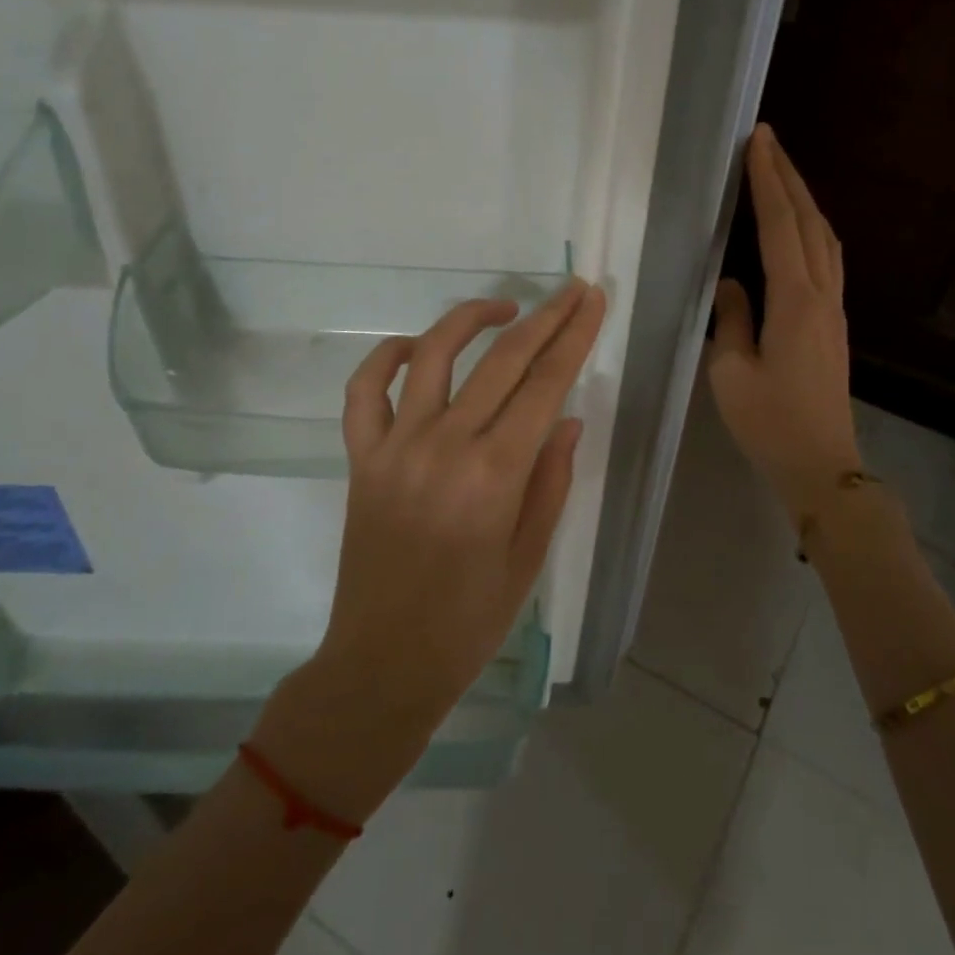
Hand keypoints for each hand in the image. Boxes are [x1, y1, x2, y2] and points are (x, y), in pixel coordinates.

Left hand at [253, 279, 606, 821]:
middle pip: (501, 361)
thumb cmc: (470, 621)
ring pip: (432, 356)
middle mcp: (444, 447)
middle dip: (544, 318)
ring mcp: (395, 447)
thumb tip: (565, 418)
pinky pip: (364, 391)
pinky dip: (386, 358)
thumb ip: (551, 480)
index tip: (592, 300)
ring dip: (470, 320)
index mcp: (494, 476)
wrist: (384, 662)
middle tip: (571, 291)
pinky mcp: (362, 458)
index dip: (574, 337)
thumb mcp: (530, 557)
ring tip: (504, 309)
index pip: (544, 385)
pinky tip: (415, 348)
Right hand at [709, 125, 861, 517]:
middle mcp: (822, 296)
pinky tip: (801, 228)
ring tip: (782, 173)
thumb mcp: (731, 373)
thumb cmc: (770, 423)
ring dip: (804, 201)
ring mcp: (835, 310)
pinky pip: (827, 261)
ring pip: (825, 239)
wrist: (823, 465)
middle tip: (768, 141)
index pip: (780, 227)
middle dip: (788, 178)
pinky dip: (812, 230)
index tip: (758, 143)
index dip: (768, 182)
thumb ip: (730, 320)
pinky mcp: (835, 324)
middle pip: (809, 223)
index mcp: (795, 302)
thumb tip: (731, 284)